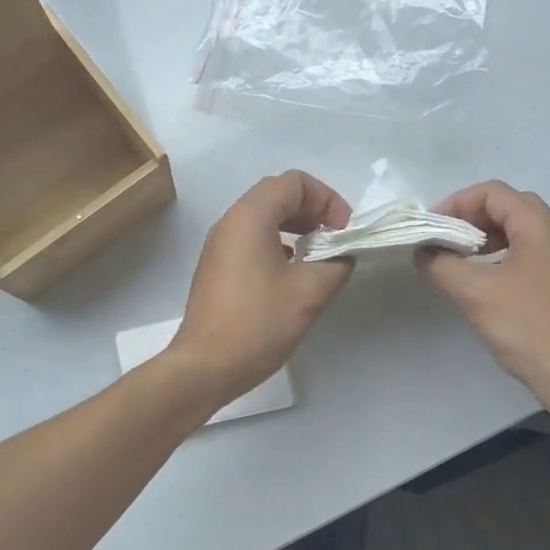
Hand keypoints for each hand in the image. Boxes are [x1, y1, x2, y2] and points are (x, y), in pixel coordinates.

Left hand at [164, 172, 354, 406]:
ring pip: (263, 218)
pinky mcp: (217, 268)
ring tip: (318, 257)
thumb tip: (342, 256)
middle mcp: (230, 222)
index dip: (327, 200)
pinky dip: (278, 245)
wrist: (206, 366)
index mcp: (250, 217)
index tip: (344, 231)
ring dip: (296, 228)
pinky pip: (251, 240)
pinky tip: (293, 275)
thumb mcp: (310, 292)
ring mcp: (219, 245)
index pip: (294, 182)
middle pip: (277, 195)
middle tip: (335, 240)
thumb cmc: (258, 323)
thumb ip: (336, 264)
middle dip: (313, 211)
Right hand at [416, 181, 549, 414]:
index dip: (458, 202)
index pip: (493, 192)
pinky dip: (495, 257)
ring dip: (482, 237)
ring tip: (456, 259)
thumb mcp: (474, 292)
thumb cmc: (526, 326)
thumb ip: (441, 265)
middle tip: (444, 239)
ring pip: (515, 231)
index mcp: (537, 227)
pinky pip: (521, 255)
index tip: (432, 228)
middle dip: (470, 217)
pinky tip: (478, 282)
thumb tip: (422, 251)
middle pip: (506, 206)